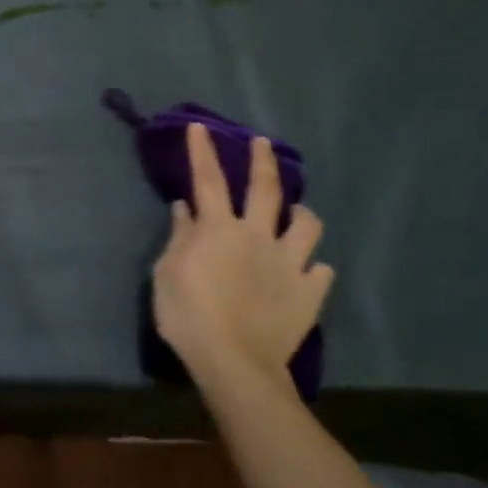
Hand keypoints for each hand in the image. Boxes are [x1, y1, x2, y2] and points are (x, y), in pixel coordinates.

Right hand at [152, 125, 333, 385]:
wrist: (234, 360)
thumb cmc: (188, 315)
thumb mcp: (166, 274)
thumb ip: (179, 238)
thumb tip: (184, 209)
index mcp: (218, 229)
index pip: (207, 180)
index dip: (202, 151)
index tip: (200, 126)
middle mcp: (257, 235)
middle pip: (265, 188)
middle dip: (262, 161)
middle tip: (262, 144)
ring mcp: (289, 262)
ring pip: (306, 224)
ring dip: (301, 213)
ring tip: (297, 214)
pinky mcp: (309, 290)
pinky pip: (320, 270)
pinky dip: (312, 267)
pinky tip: (306, 272)